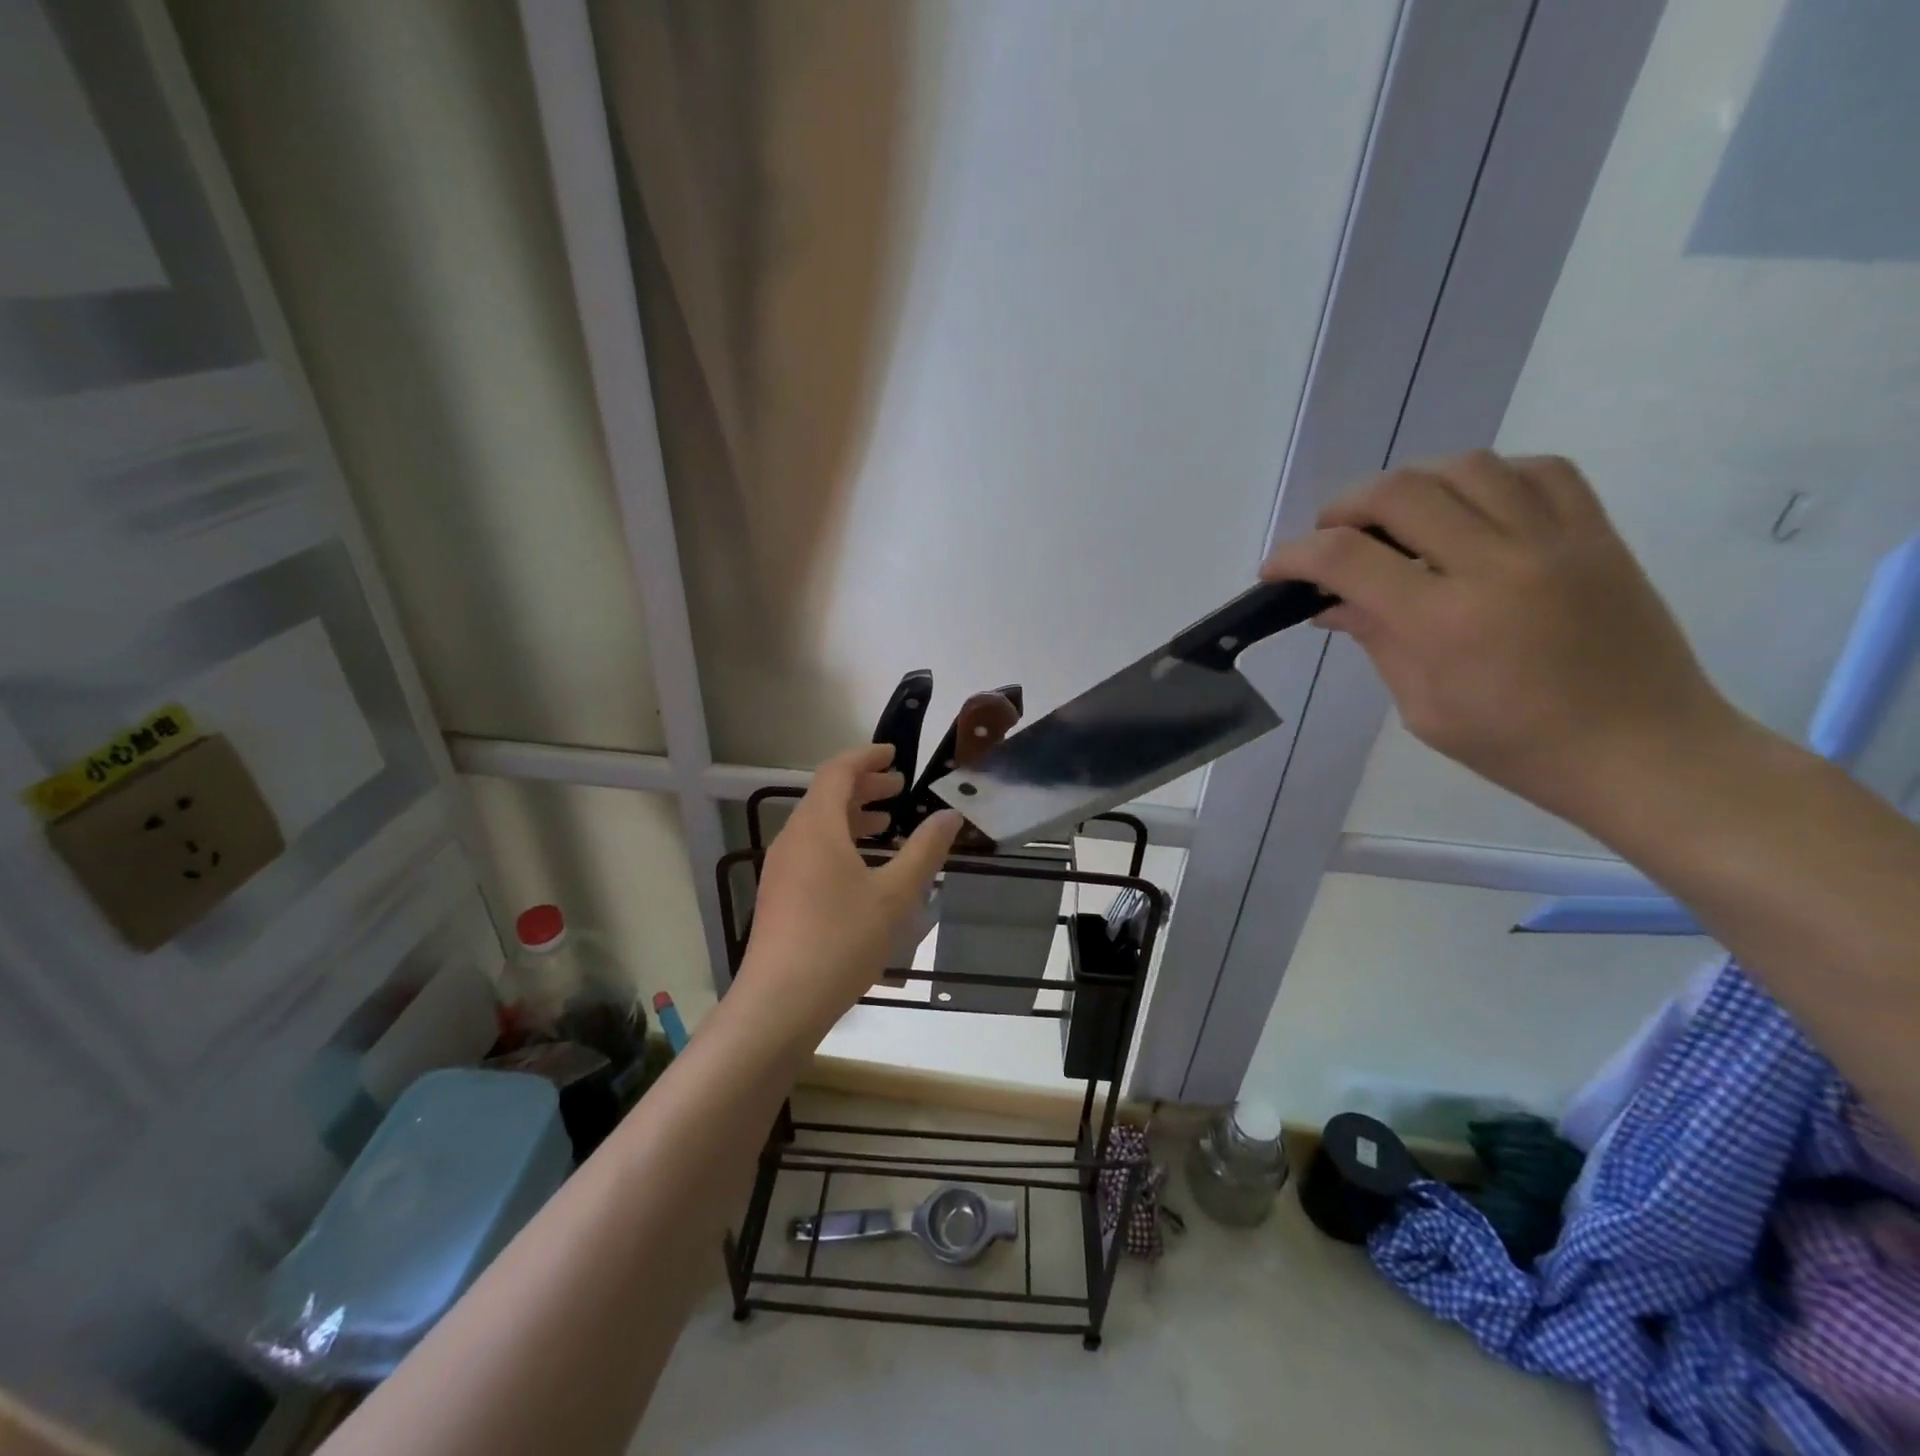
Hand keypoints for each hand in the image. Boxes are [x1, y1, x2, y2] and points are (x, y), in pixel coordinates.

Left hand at [736, 744, 961, 1036]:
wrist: (780, 1004)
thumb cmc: (841, 940)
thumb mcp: (895, 895)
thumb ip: (924, 850)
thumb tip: (949, 815)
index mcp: (817, 827)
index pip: (837, 771)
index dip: (867, 757)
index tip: (895, 754)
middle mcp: (793, 839)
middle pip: (826, 796)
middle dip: (863, 787)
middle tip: (899, 789)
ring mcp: (781, 869)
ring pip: (818, 826)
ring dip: (852, 817)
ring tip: (886, 826)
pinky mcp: (779, 896)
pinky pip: (811, 851)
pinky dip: (840, 843)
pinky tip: (863, 870)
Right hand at [1262, 451, 1742, 825]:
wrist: (1643, 749)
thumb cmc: (1517, 745)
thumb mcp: (1423, 707)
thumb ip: (1376, 640)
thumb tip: (1331, 604)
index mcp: (1445, 621)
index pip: (1347, 558)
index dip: (1296, 555)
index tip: (1276, 569)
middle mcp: (1497, 564)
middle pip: (1400, 492)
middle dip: (1345, 507)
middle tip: (1332, 537)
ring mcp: (1554, 540)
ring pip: (1465, 466)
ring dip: (1411, 483)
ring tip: (1396, 517)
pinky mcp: (1595, 532)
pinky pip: (1537, 469)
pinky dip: (1487, 476)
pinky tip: (1469, 507)